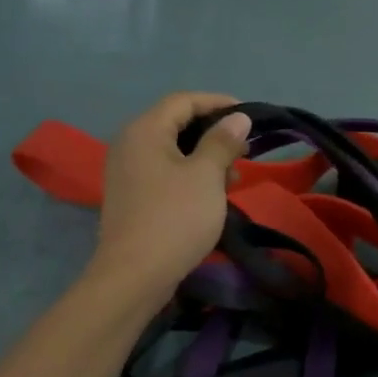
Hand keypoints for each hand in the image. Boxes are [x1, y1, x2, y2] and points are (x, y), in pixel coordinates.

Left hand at [89, 92, 250, 301]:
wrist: (135, 275)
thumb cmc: (175, 217)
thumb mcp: (207, 175)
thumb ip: (222, 142)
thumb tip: (237, 118)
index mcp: (145, 131)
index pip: (183, 101)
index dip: (218, 103)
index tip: (249, 116)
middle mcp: (130, 144)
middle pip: (176, 124)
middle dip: (214, 133)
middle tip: (245, 151)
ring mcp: (128, 172)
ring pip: (173, 151)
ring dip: (206, 157)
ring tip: (234, 178)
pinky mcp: (133, 196)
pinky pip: (165, 172)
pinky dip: (191, 174)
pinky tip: (213, 194)